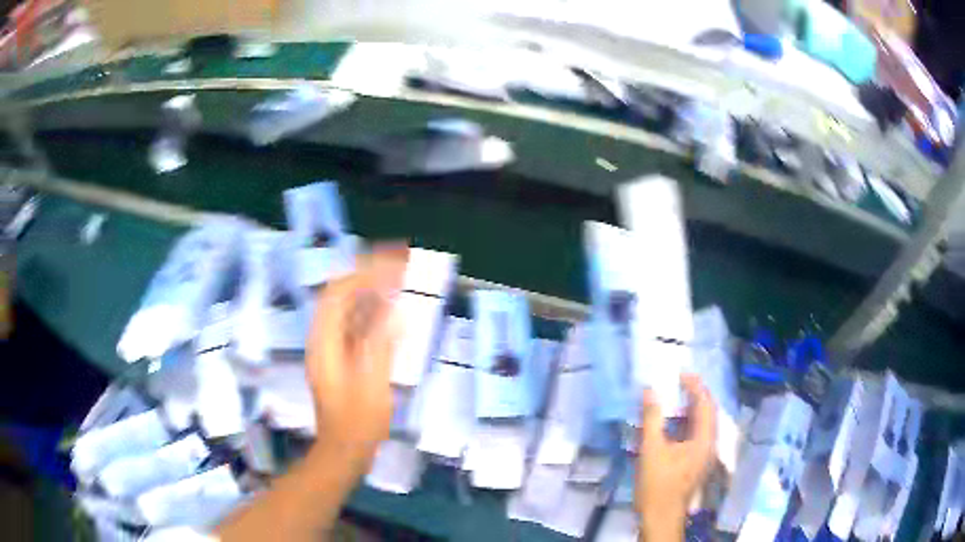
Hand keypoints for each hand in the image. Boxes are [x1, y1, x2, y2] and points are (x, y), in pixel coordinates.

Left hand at [305, 245, 407, 474]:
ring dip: (371, 290)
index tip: (391, 265)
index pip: (338, 293)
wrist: (343, 450)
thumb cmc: (358, 424)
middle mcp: (323, 339)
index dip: (363, 273)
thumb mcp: (373, 386)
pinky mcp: (340, 359)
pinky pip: (354, 324)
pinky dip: (372, 311)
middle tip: (398, 264)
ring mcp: (330, 349)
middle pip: (341, 295)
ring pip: (348, 308)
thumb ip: (381, 346)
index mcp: (325, 343)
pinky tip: (391, 310)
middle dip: (368, 274)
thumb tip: (395, 311)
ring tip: (398, 278)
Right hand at [636, 374, 715, 540]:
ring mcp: (705, 455)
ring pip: (704, 424)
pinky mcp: (697, 462)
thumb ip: (652, 418)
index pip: (706, 404)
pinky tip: (674, 423)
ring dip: (692, 408)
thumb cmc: (657, 484)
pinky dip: (688, 423)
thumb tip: (649, 391)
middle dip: (696, 395)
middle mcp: (710, 444)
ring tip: (677, 397)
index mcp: (704, 439)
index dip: (695, 386)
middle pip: (708, 412)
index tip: (681, 373)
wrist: (661, 516)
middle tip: (680, 381)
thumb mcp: (651, 449)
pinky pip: (697, 434)